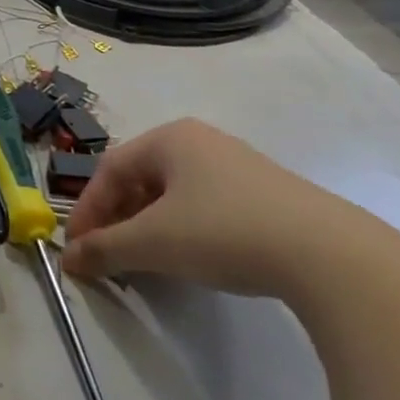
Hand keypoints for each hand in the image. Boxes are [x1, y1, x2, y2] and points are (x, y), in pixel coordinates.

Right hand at [62, 118, 380, 297]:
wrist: (331, 256)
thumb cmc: (224, 231)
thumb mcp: (152, 243)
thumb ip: (104, 248)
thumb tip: (68, 259)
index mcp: (170, 138)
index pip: (109, 169)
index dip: (86, 209)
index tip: (76, 248)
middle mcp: (201, 142)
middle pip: (140, 179)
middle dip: (116, 219)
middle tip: (106, 255)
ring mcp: (238, 166)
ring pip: (172, 195)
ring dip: (147, 227)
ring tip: (143, 262)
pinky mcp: (267, 196)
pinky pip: (204, 206)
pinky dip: (182, 231)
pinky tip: (188, 259)